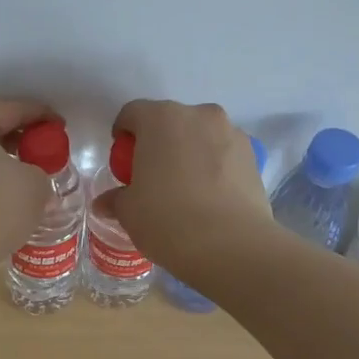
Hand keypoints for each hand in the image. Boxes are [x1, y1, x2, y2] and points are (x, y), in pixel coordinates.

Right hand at [106, 100, 272, 271]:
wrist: (231, 245)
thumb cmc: (167, 219)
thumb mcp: (129, 212)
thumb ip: (116, 199)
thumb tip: (105, 203)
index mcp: (160, 118)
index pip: (132, 113)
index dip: (123, 135)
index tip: (123, 162)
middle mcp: (198, 115)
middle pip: (170, 121)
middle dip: (158, 143)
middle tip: (151, 176)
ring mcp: (231, 133)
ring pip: (201, 136)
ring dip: (189, 152)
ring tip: (184, 189)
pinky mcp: (253, 156)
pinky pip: (224, 154)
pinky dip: (214, 167)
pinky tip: (210, 198)